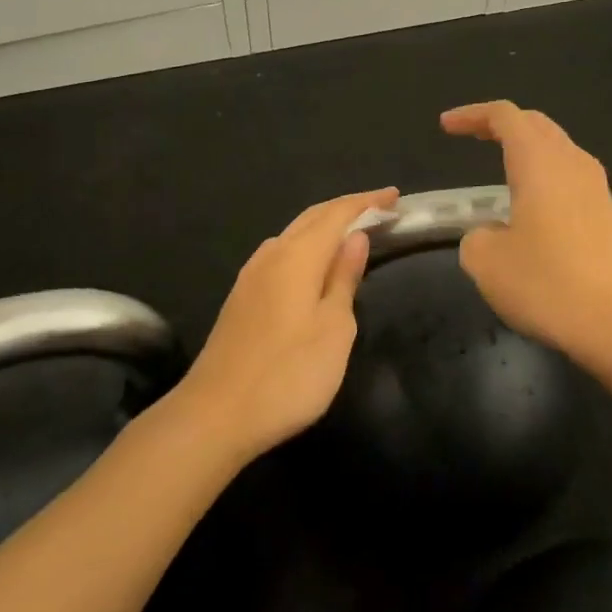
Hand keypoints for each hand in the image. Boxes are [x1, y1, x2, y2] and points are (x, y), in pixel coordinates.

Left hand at [174, 187, 397, 461]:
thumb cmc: (288, 374)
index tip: (395, 196)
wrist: (216, 415)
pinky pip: (281, 254)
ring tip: (353, 233)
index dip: (367, 202)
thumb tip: (355, 238)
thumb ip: (344, 279)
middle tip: (381, 210)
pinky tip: (313, 264)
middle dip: (347, 209)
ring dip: (324, 227)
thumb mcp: (334, 329)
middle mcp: (270, 256)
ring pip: (293, 235)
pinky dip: (306, 247)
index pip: (337, 214)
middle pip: (312, 218)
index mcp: (297, 257)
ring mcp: (250, 277)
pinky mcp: (241, 298)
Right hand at [441, 102, 611, 361]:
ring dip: (525, 148)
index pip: (505, 116)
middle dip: (500, 125)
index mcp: (539, 162)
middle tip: (470, 136)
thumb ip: (475, 236)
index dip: (472, 115)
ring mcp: (596, 188)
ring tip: (498, 166)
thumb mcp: (486, 262)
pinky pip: (569, 175)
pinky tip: (529, 202)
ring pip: (556, 148)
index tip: (446, 127)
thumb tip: (490, 234)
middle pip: (535, 124)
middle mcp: (572, 163)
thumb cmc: (547, 284)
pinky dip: (542, 174)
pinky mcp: (607, 214)